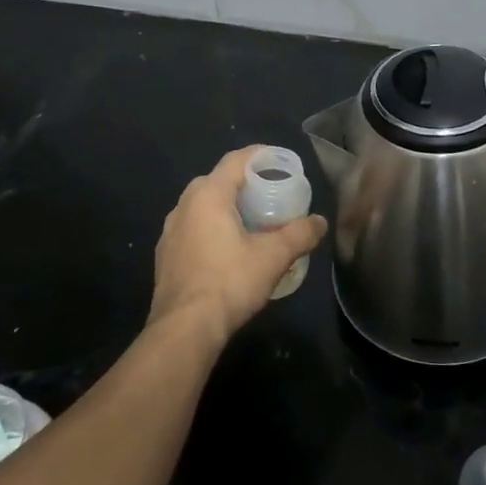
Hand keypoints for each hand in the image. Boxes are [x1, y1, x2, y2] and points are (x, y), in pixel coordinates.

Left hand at [151, 147, 327, 347]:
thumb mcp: (273, 257)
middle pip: (219, 181)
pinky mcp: (165, 255)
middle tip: (271, 195)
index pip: (236, 160)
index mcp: (208, 194)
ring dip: (227, 208)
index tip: (281, 162)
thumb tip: (320, 222)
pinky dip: (212, 229)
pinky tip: (228, 250)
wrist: (185, 328)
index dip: (260, 156)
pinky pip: (193, 229)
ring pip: (203, 206)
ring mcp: (170, 231)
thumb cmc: (230, 282)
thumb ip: (299, 235)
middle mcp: (184, 205)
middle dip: (245, 184)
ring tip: (252, 223)